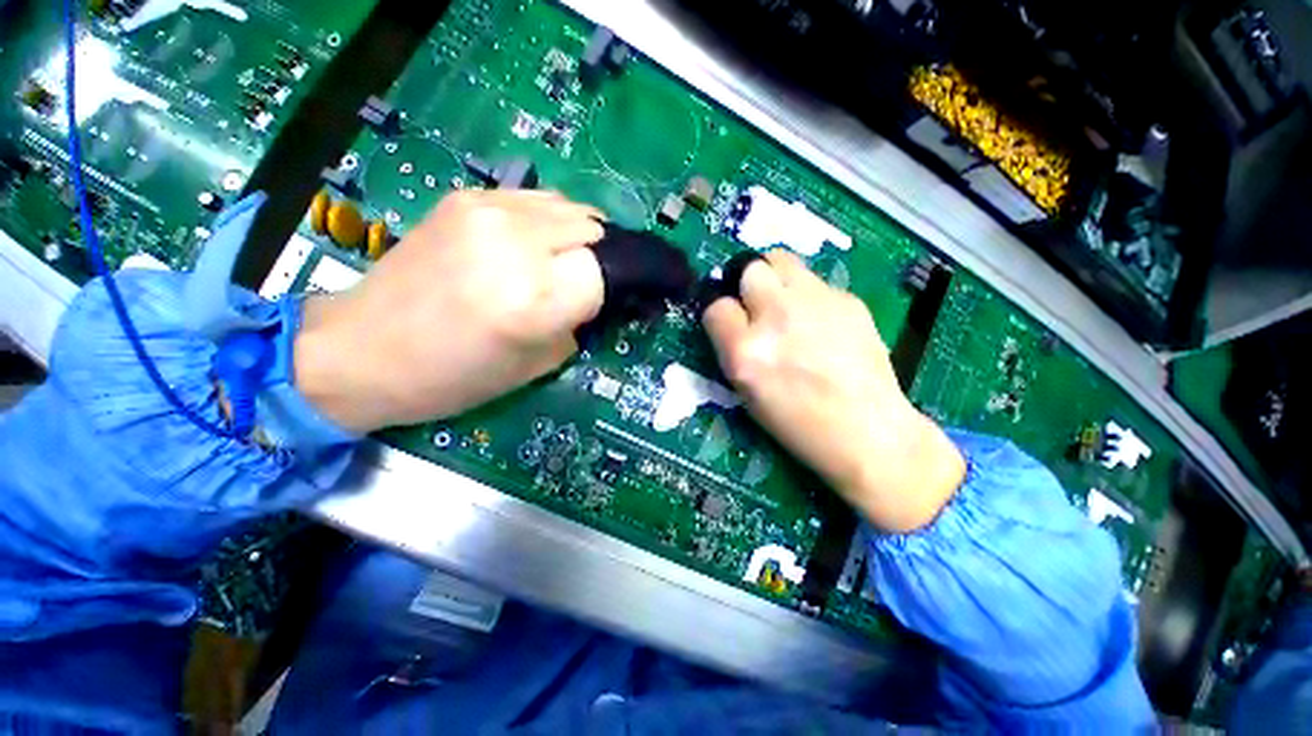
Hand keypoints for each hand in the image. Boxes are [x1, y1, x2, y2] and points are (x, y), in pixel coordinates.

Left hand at [294, 190, 604, 432]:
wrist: (363, 349)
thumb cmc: (454, 377)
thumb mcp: (537, 366)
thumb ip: (578, 325)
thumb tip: (600, 297)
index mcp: (532, 300)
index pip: (606, 271)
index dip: (612, 286)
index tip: (605, 301)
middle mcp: (514, 244)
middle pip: (593, 230)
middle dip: (600, 258)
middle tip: (587, 283)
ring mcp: (487, 211)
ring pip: (569, 207)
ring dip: (578, 236)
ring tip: (562, 262)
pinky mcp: (466, 198)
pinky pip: (535, 200)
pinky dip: (548, 221)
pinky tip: (531, 244)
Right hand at [702, 250, 964, 532]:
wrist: (868, 432)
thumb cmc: (799, 424)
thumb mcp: (746, 392)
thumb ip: (733, 348)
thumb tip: (731, 315)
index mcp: (746, 352)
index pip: (716, 307)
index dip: (721, 315)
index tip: (730, 323)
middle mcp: (776, 318)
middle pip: (750, 268)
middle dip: (747, 284)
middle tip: (758, 305)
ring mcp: (815, 303)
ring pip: (782, 260)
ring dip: (775, 278)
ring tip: (786, 303)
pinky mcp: (847, 299)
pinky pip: (814, 282)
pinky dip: (808, 295)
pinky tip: (821, 323)